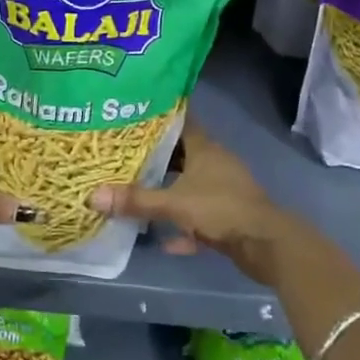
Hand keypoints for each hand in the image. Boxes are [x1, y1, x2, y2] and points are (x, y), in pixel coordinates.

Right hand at [92, 122, 304, 286]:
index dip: (158, 117)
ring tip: (137, 193)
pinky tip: (164, 241)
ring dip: (168, 192)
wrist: (266, 244)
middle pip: (181, 154)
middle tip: (124, 156)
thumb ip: (136, 200)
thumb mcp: (174, 203)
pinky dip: (183, 226)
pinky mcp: (228, 216)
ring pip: (189, 185)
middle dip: (156, 157)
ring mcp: (223, 190)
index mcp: (204, 148)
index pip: (180, 121)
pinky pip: (198, 216)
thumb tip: (93, 196)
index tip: (133, 114)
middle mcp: (214, 163)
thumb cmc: (220, 209)